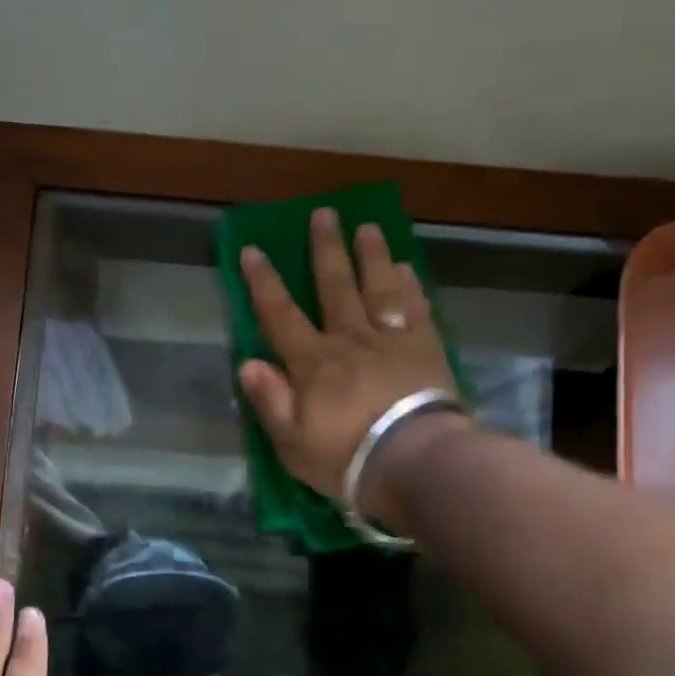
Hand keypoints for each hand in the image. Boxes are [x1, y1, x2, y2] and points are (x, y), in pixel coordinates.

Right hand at [237, 207, 461, 520]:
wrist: (416, 462)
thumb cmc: (347, 458)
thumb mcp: (292, 443)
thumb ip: (270, 401)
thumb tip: (248, 363)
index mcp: (313, 363)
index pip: (280, 315)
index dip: (264, 282)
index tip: (253, 249)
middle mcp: (350, 340)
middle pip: (335, 286)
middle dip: (326, 249)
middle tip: (323, 214)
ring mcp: (391, 340)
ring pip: (378, 288)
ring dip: (371, 256)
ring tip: (367, 227)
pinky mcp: (426, 349)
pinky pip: (416, 309)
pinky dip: (410, 286)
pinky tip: (407, 268)